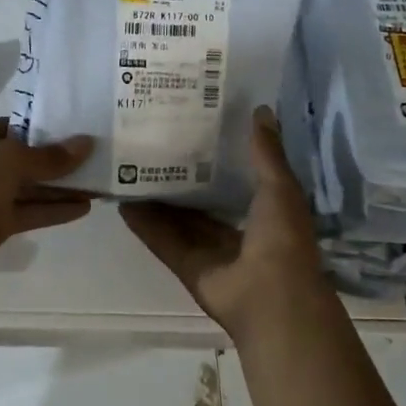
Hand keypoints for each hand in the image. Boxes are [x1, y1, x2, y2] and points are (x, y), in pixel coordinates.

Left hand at [0, 118, 95, 294]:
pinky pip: (28, 211)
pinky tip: (84, 207)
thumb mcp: (6, 163)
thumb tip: (85, 143)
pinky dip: (53, 209)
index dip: (51, 126)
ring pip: (30, 186)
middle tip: (102, 155)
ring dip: (62, 185)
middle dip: (61, 158)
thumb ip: (47, 156)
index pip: (19, 124)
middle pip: (27, 156)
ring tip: (101, 181)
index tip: (86, 127)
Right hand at [120, 106, 329, 336]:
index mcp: (264, 211)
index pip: (237, 179)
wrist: (271, 296)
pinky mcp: (186, 265)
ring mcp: (208, 250)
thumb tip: (260, 109)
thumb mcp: (279, 187)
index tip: (196, 127)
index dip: (219, 156)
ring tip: (131, 168)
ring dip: (157, 199)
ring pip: (178, 219)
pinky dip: (144, 224)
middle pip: (202, 200)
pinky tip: (123, 202)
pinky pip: (162, 240)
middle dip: (182, 176)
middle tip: (155, 144)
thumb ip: (266, 152)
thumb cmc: (282, 237)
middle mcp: (235, 230)